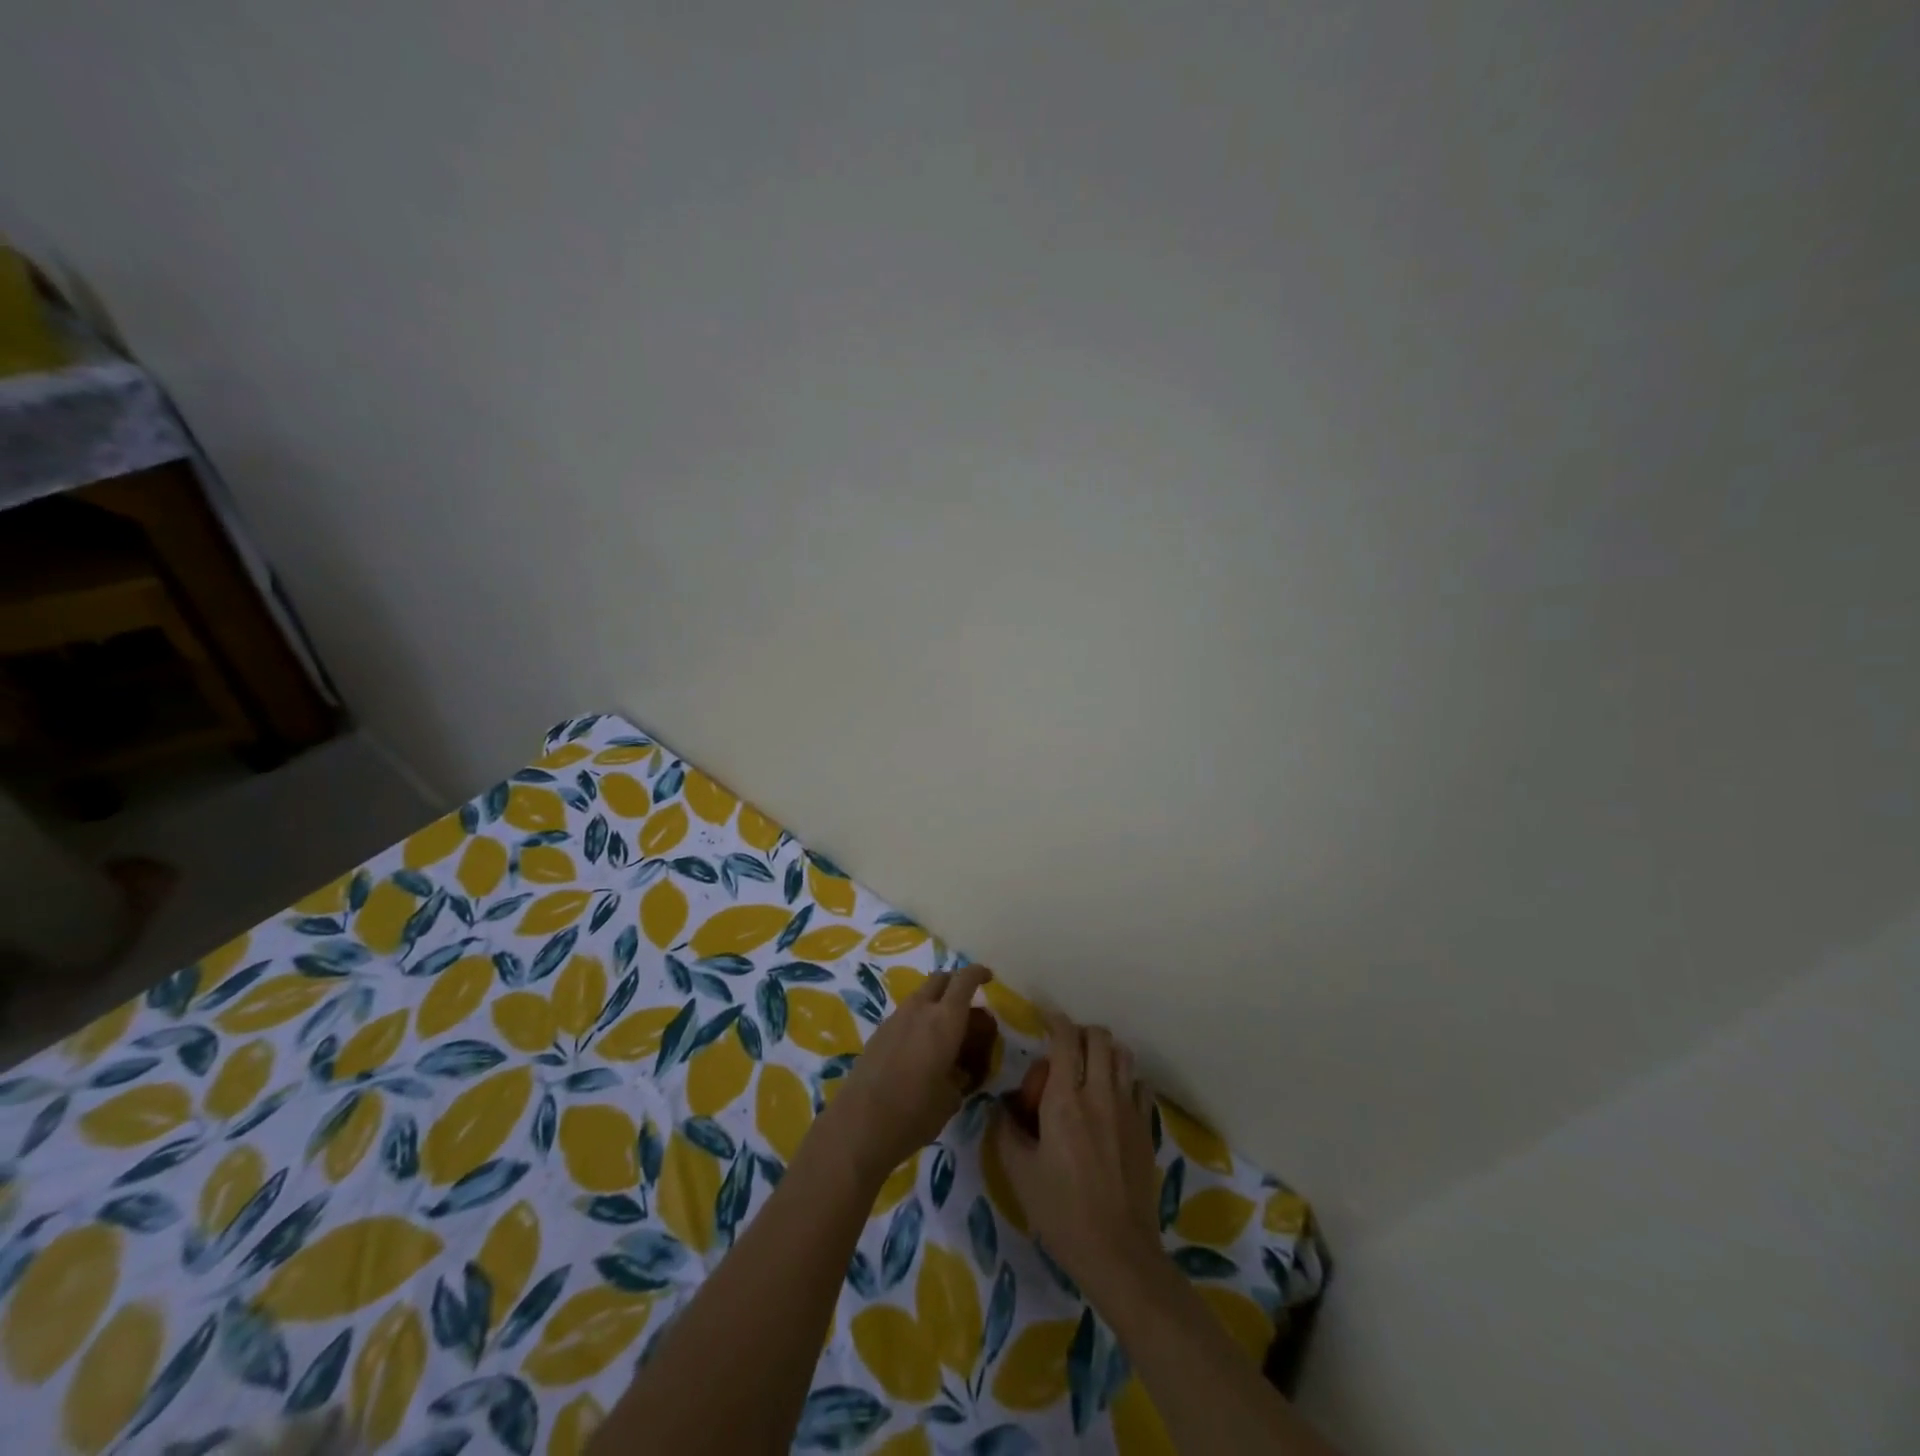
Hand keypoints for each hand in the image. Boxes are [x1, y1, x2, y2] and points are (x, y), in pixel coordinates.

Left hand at [820, 963, 997, 1184]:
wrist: (860, 1124)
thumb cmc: (915, 1112)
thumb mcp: (951, 1098)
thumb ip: (960, 1076)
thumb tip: (959, 1070)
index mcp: (945, 1020)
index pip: (964, 981)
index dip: (978, 973)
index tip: (988, 977)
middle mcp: (920, 1009)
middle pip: (940, 979)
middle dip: (956, 983)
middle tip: (967, 1001)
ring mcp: (895, 1018)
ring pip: (920, 995)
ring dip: (935, 1001)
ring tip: (944, 1029)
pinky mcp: (878, 1032)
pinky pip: (905, 1014)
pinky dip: (918, 1018)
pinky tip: (920, 1046)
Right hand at [992, 1011, 1162, 1303]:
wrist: (1118, 1253)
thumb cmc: (1062, 1213)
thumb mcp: (1019, 1174)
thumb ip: (1006, 1131)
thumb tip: (1003, 1107)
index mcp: (1065, 1099)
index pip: (1065, 1038)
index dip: (1055, 1021)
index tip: (1045, 1021)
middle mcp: (1099, 1093)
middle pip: (1099, 1037)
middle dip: (1080, 1034)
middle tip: (1065, 1052)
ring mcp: (1129, 1109)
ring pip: (1123, 1055)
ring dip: (1105, 1053)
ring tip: (1089, 1072)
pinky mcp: (1147, 1128)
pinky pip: (1139, 1086)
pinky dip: (1126, 1080)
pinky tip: (1113, 1101)